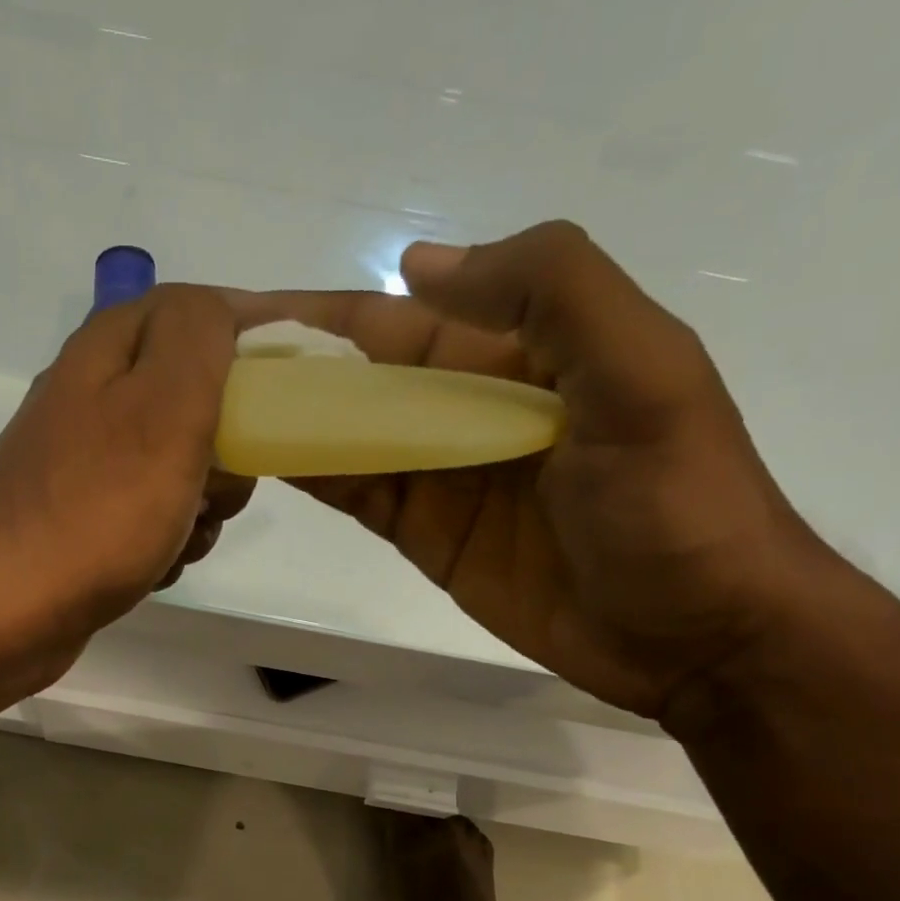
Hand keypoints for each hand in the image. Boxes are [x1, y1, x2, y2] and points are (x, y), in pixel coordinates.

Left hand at [0, 284, 254, 659]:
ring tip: (182, 539)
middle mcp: (91, 399)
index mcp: (108, 352)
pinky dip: (167, 539)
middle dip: (228, 445)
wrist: (1, 613)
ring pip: (179, 465)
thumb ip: (199, 338)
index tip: (294, 381)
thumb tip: (219, 308)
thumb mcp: (163, 408)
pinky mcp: (83, 519)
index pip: (196, 312)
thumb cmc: (95, 511)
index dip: (252, 334)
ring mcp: (84, 464)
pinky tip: (154, 567)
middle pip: (193, 397)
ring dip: (201, 504)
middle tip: (222, 484)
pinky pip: (151, 514)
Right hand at [231, 222, 841, 718]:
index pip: (403, 318)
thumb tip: (415, 264)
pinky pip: (358, 491)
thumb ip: (549, 292)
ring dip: (289, 418)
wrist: (696, 636)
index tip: (245, 313)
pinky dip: (312, 472)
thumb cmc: (676, 503)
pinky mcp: (425, 533)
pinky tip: (260, 458)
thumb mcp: (642, 372)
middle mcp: (472, 404)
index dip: (326, 312)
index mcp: (522, 351)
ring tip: (212, 410)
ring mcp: (443, 473)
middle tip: (204, 366)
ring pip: (350, 433)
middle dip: (291, 365)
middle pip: (363, 376)